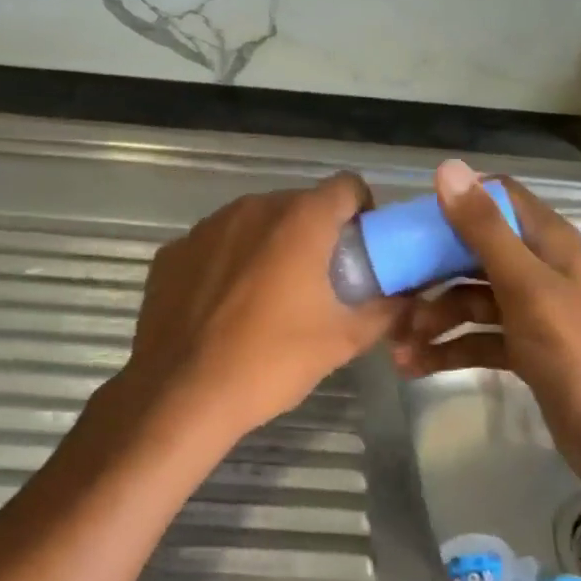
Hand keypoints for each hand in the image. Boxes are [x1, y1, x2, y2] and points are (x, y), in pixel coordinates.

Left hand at [114, 172, 407, 456]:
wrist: (181, 394)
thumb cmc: (271, 361)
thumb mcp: (342, 340)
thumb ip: (385, 311)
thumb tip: (407, 299)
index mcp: (299, 219)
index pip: (346, 186)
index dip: (362, 211)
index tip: (363, 248)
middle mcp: (252, 208)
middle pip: (299, 204)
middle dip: (316, 232)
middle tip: (322, 279)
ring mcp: (206, 227)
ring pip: (254, 222)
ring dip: (271, 244)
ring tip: (271, 294)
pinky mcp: (173, 251)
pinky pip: (216, 244)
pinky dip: (229, 262)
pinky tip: (225, 305)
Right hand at [391, 160, 580, 511]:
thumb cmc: (574, 351)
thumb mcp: (525, 286)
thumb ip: (484, 230)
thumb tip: (447, 169)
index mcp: (546, 241)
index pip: (496, 198)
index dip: (455, 203)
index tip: (410, 222)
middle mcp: (536, 268)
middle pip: (472, 252)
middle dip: (430, 272)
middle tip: (390, 290)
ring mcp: (528, 310)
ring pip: (468, 300)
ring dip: (433, 319)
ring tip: (398, 344)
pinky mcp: (521, 348)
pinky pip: (474, 338)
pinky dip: (447, 349)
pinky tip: (413, 366)